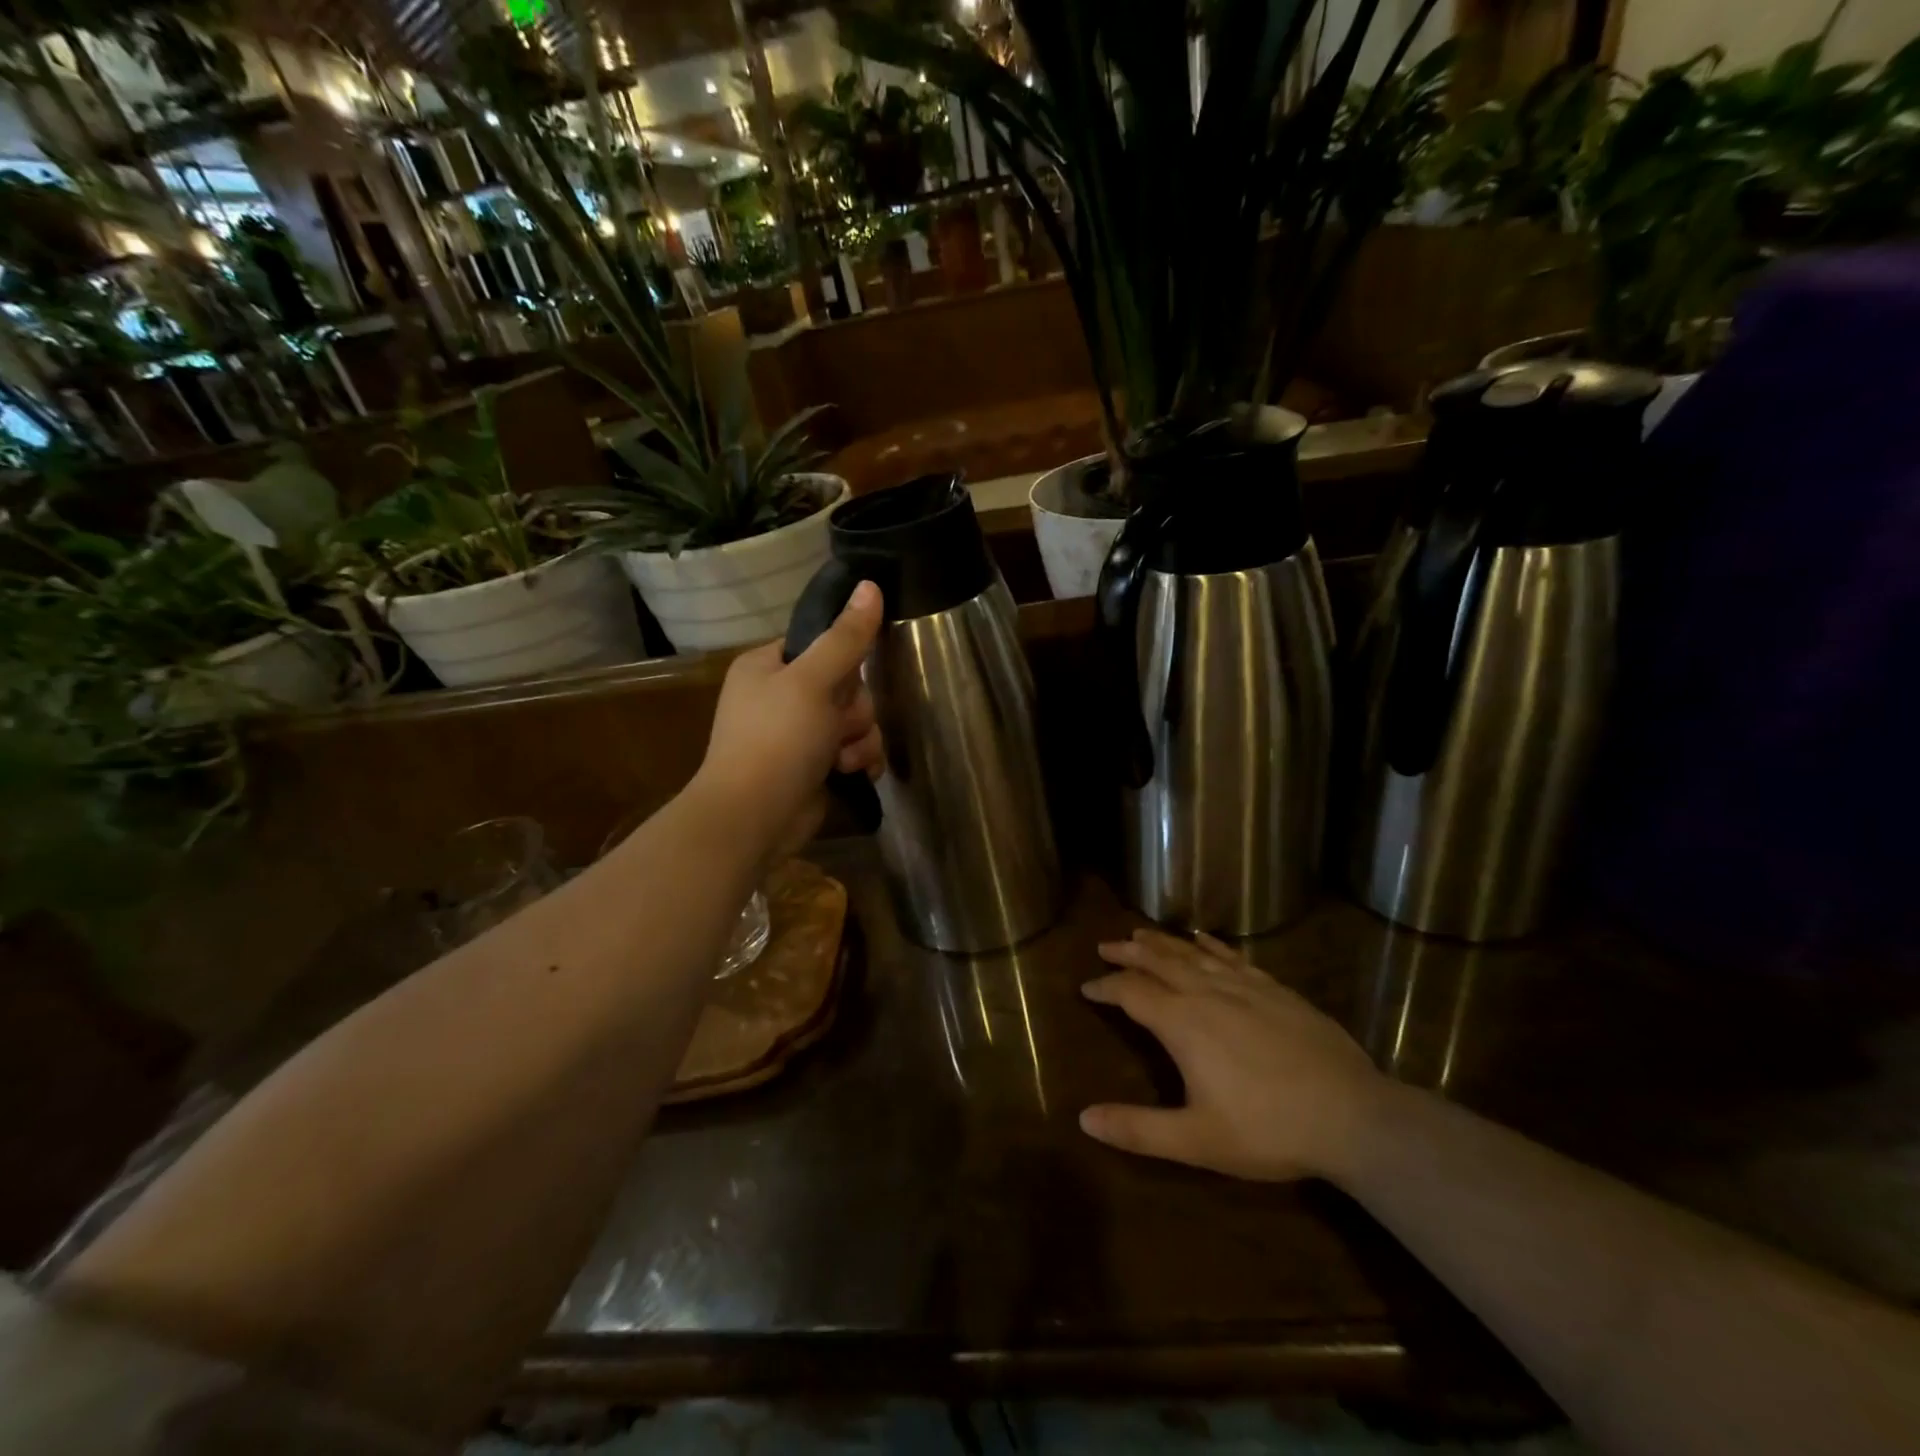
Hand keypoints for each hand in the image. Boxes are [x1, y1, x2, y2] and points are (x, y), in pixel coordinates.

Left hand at [693, 580, 884, 863]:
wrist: (753, 818)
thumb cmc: (776, 740)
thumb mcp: (813, 682)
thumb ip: (846, 637)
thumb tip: (870, 584)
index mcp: (768, 666)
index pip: (822, 644)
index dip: (843, 661)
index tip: (846, 678)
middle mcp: (781, 696)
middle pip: (846, 685)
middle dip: (854, 710)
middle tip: (838, 726)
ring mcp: (797, 734)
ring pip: (855, 720)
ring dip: (859, 739)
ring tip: (842, 758)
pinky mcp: (813, 766)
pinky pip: (853, 749)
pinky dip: (858, 760)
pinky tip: (854, 773)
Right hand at [1080, 929, 1388, 1182]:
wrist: (1351, 1115)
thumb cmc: (1267, 1129)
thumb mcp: (1195, 1140)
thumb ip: (1138, 1129)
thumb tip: (1083, 1119)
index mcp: (1182, 1023)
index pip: (1132, 992)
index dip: (1106, 987)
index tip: (1086, 986)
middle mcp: (1207, 993)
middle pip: (1158, 961)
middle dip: (1128, 953)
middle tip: (1106, 946)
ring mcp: (1244, 986)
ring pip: (1192, 954)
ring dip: (1162, 942)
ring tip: (1141, 934)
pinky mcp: (1275, 989)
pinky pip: (1232, 956)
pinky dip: (1210, 945)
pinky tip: (1202, 938)